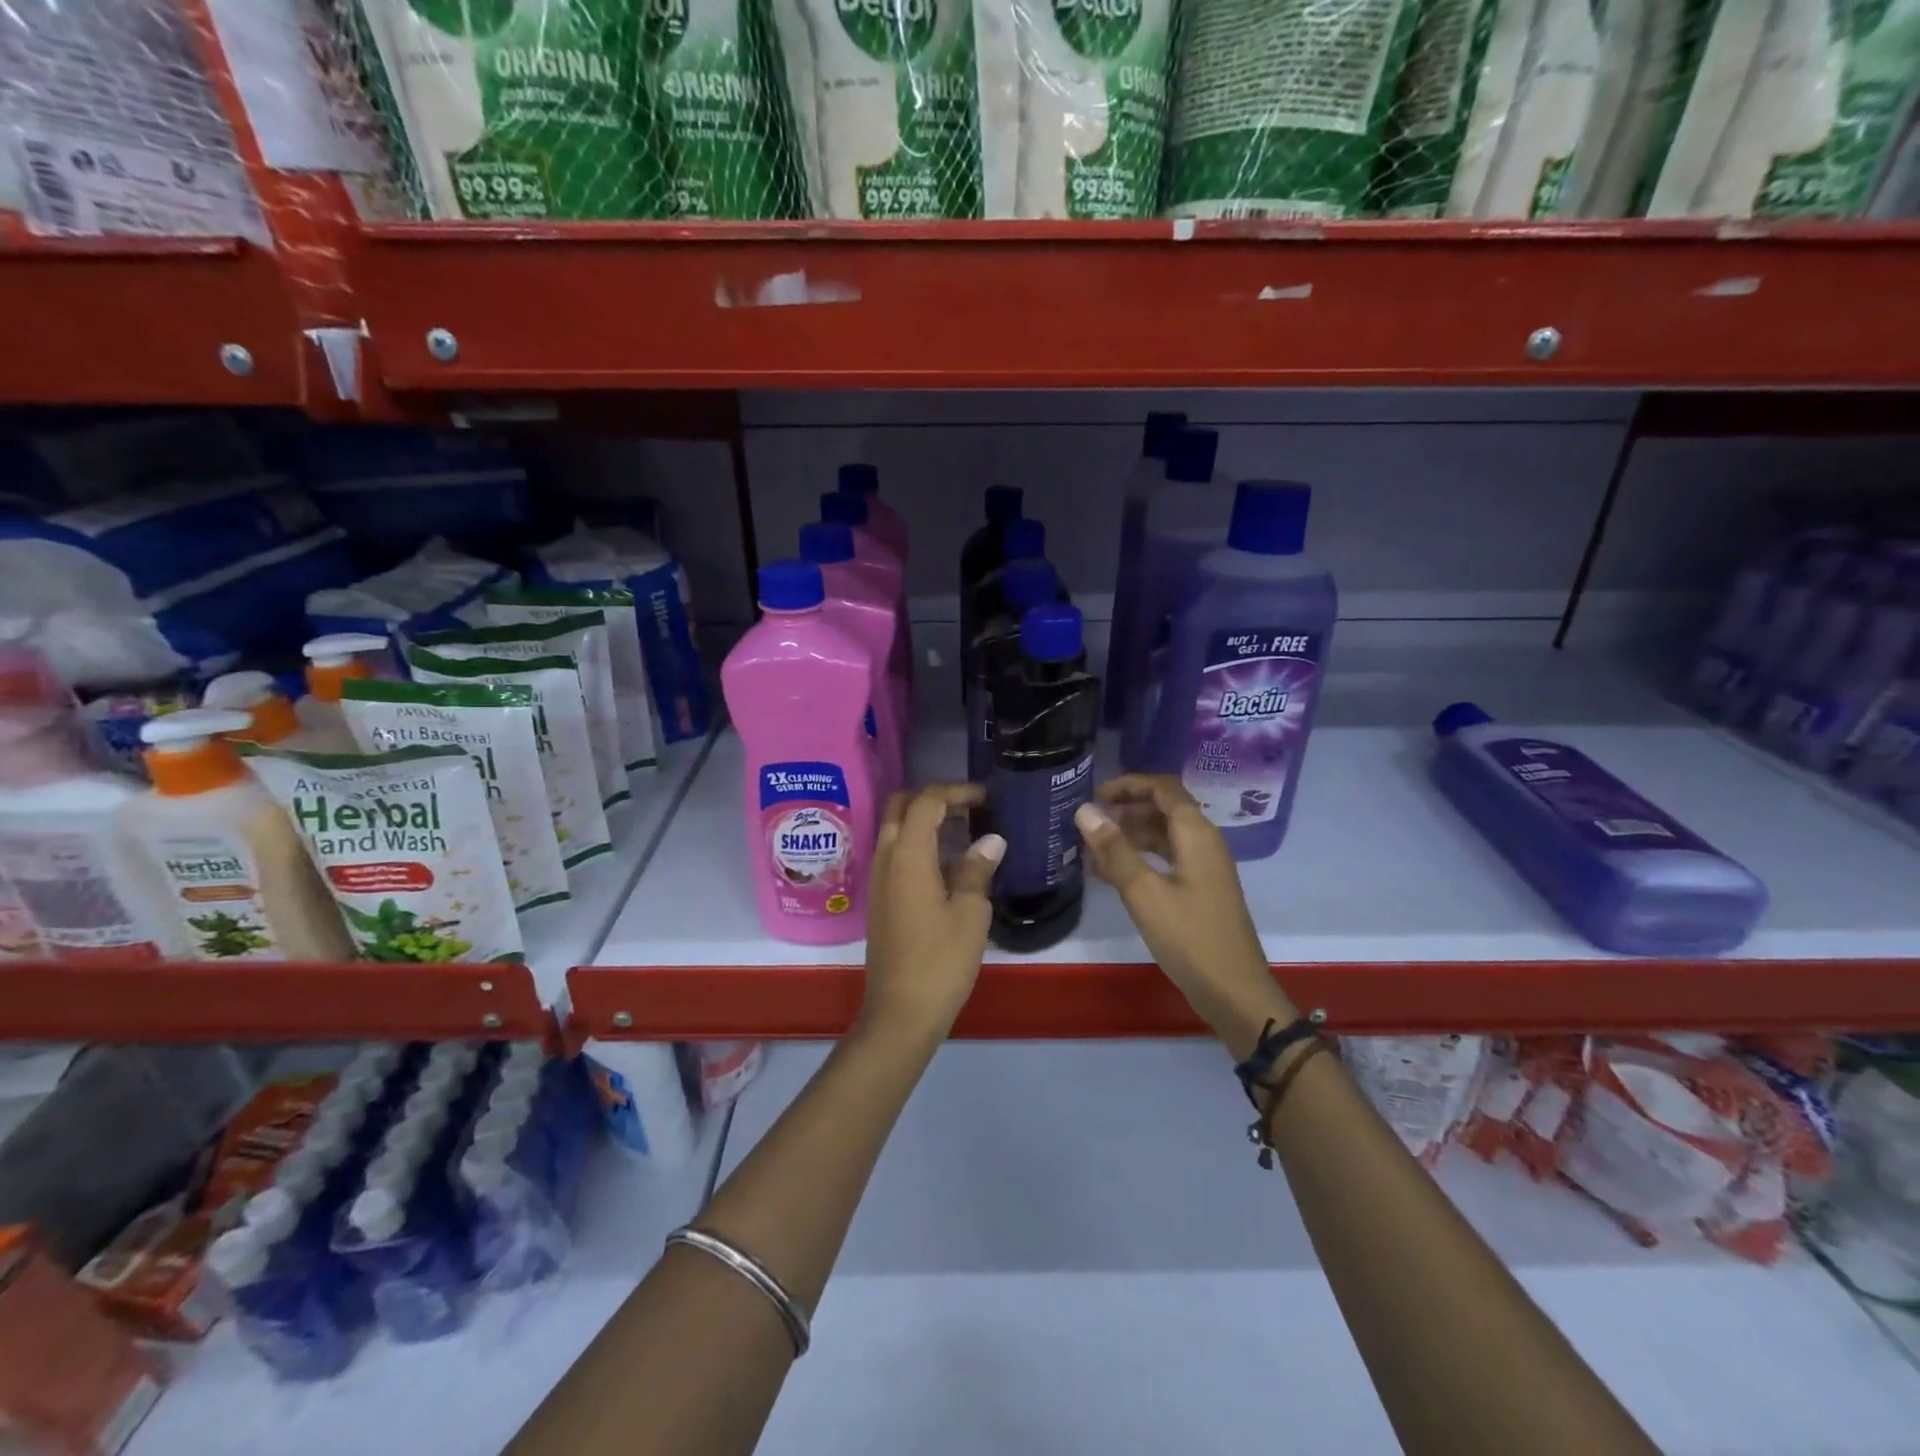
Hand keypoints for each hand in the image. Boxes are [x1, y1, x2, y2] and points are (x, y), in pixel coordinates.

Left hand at [861, 784, 1004, 1042]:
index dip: (956, 791)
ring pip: (896, 829)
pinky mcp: (881, 898)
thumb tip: (990, 839)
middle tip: (971, 807)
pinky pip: (896, 853)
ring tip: (967, 831)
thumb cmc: (940, 960)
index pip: (927, 800)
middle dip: (934, 798)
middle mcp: (885, 856)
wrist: (900, 1012)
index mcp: (907, 853)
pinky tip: (951, 864)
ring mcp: (879, 878)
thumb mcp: (970, 912)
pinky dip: (920, 845)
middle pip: (901, 806)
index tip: (987, 798)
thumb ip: (977, 869)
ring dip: (926, 821)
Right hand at [1074, 775, 1294, 1057]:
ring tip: (1090, 846)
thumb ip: (1114, 849)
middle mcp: (1203, 842)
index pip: (1163, 788)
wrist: (1233, 991)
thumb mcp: (1144, 892)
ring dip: (1129, 835)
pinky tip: (1109, 872)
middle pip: (1163, 808)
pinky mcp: (1200, 889)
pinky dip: (1139, 857)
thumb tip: (1085, 810)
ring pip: (1163, 835)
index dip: (1128, 784)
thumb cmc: (1189, 937)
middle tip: (1088, 822)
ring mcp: (1204, 867)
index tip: (1094, 794)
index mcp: (1196, 834)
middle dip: (1125, 809)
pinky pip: (1166, 858)